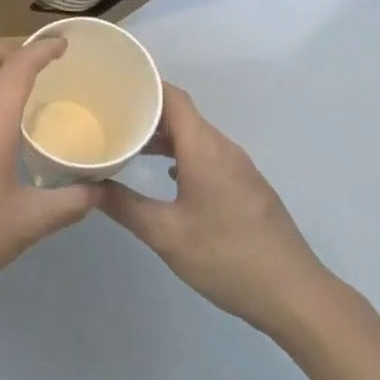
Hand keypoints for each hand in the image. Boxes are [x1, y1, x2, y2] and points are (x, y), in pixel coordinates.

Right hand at [101, 84, 331, 335]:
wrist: (293, 293)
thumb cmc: (226, 257)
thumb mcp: (165, 234)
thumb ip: (124, 206)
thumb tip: (86, 187)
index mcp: (205, 149)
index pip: (172, 97)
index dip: (143, 86)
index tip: (112, 88)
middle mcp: (224, 149)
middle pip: (183, 115)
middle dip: (146, 113)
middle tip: (110, 119)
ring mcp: (240, 168)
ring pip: (196, 137)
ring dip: (165, 137)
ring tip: (130, 146)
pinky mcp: (247, 187)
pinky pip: (208, 156)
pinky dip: (183, 156)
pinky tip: (166, 176)